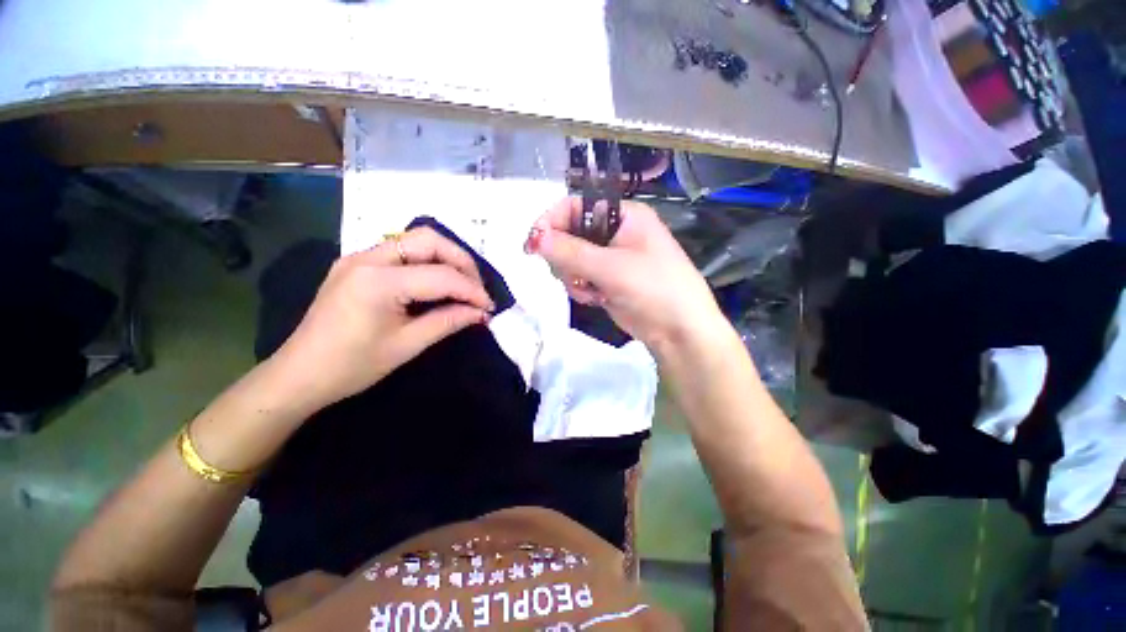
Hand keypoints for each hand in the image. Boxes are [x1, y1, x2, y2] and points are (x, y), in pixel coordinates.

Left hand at [269, 227, 493, 410]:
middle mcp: (368, 257)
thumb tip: (481, 313)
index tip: (489, 307)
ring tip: (463, 285)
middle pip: (429, 240)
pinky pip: (403, 251)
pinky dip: (428, 263)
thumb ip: (448, 322)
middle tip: (477, 289)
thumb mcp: (407, 345)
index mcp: (378, 281)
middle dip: (462, 262)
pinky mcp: (358, 263)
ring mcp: (360, 257)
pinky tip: (437, 283)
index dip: (472, 290)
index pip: (441, 275)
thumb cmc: (352, 366)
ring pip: (416, 240)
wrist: (299, 374)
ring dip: (446, 259)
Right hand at [526, 197, 726, 355]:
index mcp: (623, 215)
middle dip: (565, 257)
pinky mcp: (607, 280)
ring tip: (590, 291)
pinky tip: (595, 299)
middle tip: (570, 274)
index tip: (533, 244)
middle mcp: (615, 232)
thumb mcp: (611, 268)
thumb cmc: (654, 289)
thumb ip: (571, 252)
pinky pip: (580, 277)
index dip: (552, 222)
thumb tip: (535, 238)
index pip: (576, 206)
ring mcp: (610, 258)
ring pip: (571, 259)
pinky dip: (581, 289)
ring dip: (573, 277)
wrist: (679, 331)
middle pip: (570, 234)